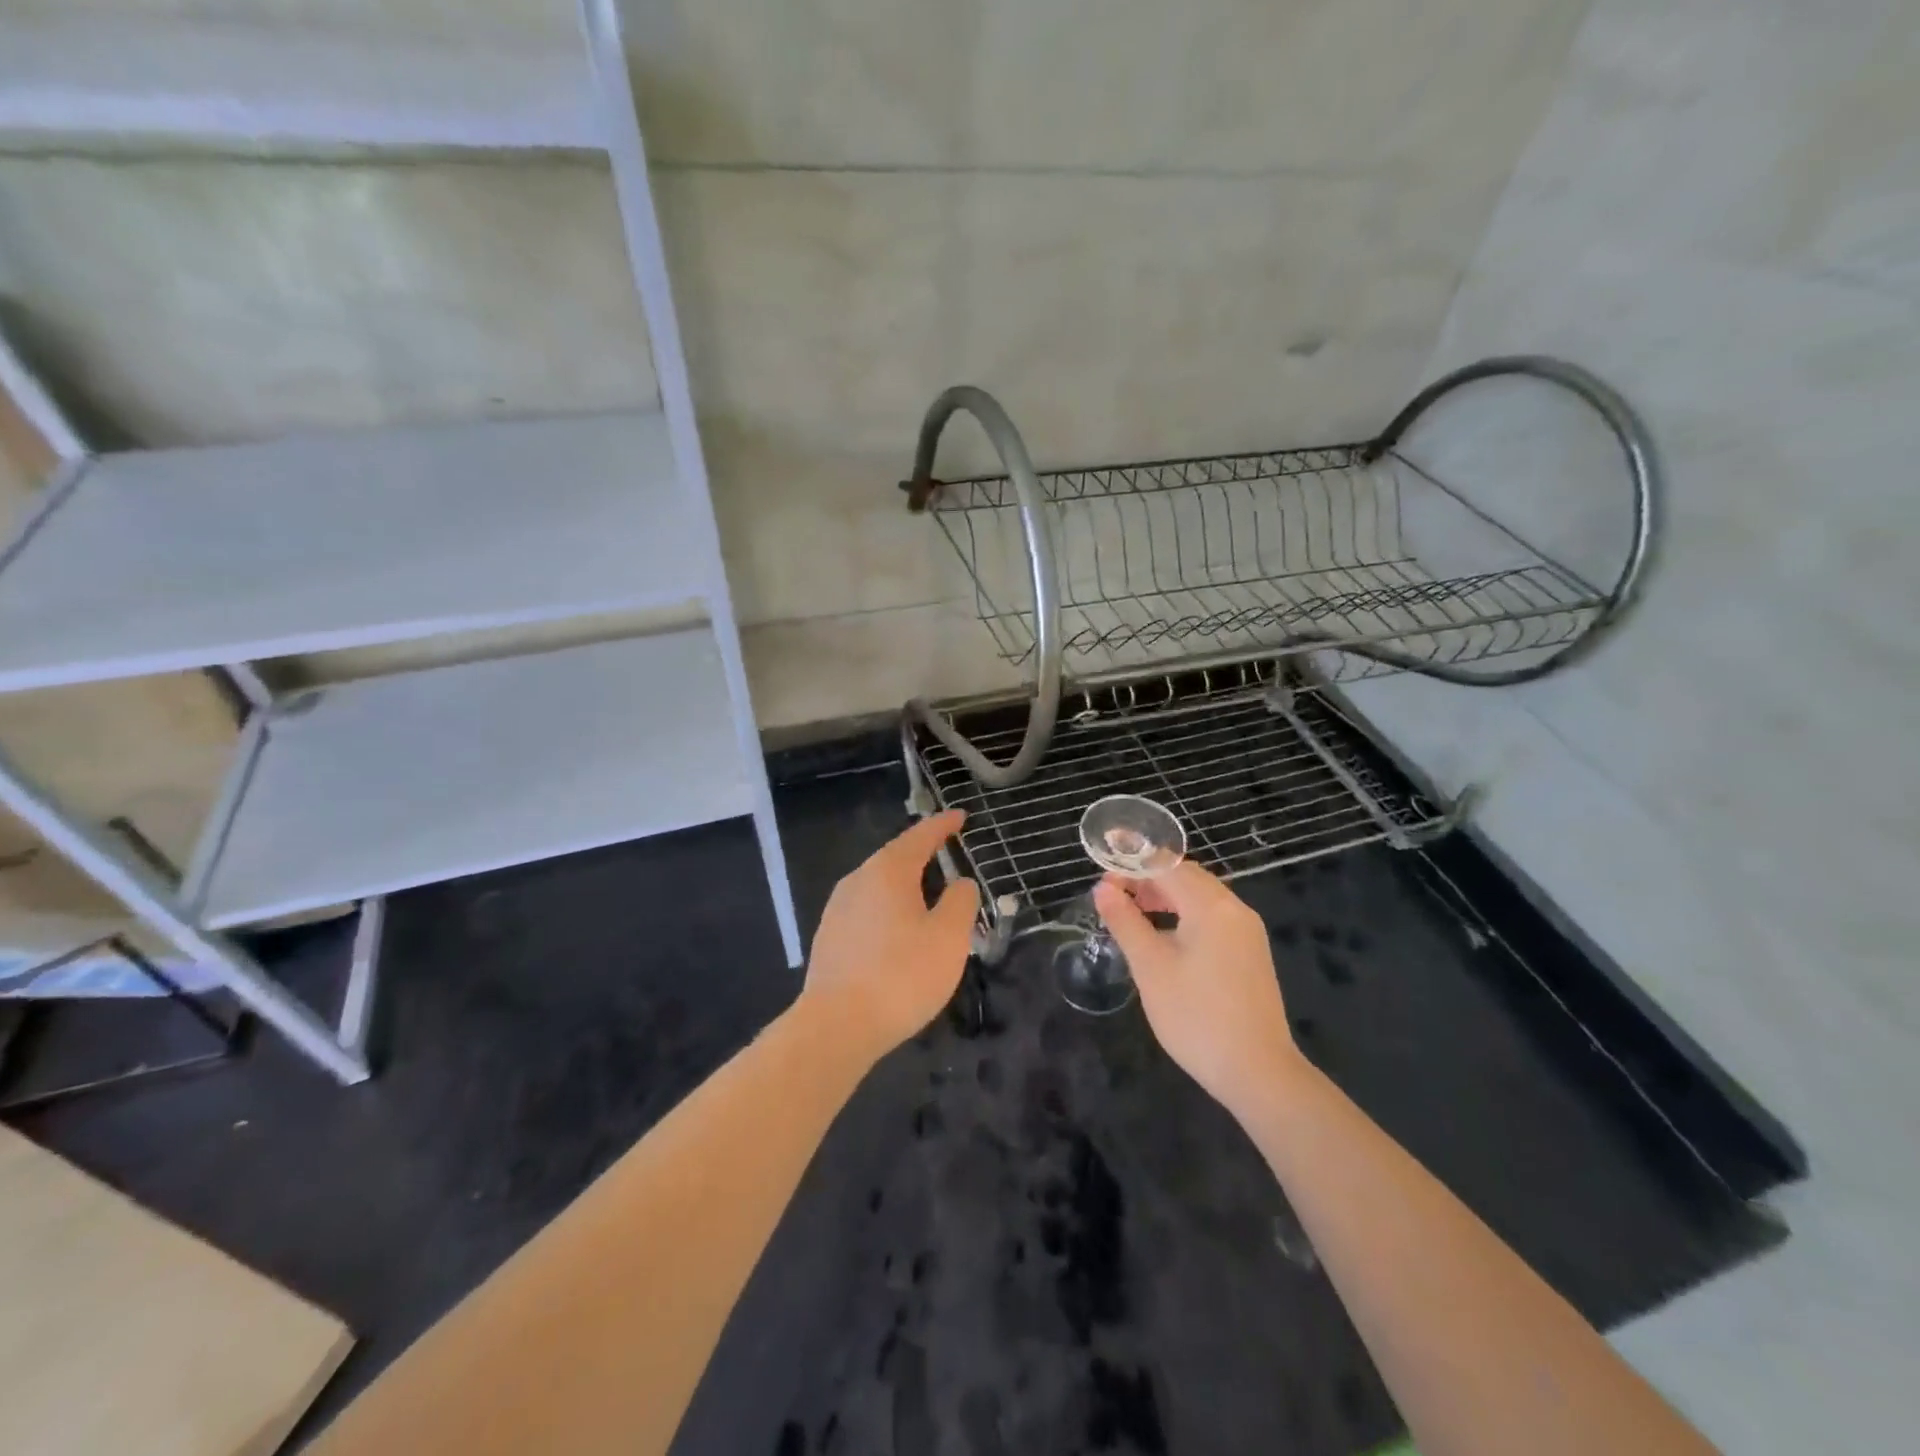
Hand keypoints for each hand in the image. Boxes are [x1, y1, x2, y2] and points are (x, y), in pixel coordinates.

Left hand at [800, 811, 979, 1061]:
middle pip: (894, 857)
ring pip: (877, 884)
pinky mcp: (829, 938)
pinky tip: (898, 930)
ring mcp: (837, 909)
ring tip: (926, 892)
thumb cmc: (902, 975)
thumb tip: (960, 883)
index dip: (942, 826)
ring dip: (904, 883)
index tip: (960, 817)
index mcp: (888, 871)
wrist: (837, 1025)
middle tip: (946, 852)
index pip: (920, 836)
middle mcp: (857, 880)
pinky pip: (866, 909)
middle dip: (921, 853)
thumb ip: (960, 902)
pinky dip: (888, 908)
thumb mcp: (949, 937)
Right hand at [1095, 862, 1299, 1116]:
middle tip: (1115, 900)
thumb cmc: (1196, 1017)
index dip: (1132, 868)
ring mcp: (1247, 932)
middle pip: (1187, 877)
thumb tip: (1103, 889)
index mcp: (1211, 906)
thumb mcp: (1150, 968)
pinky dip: (1185, 916)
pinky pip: (1213, 918)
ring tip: (1134, 917)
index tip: (1103, 885)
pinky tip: (1165, 939)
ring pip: (1201, 897)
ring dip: (1166, 898)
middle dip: (1148, 881)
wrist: (1258, 1072)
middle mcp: (1234, 909)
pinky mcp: (1250, 953)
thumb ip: (1125, 922)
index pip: (1167, 866)